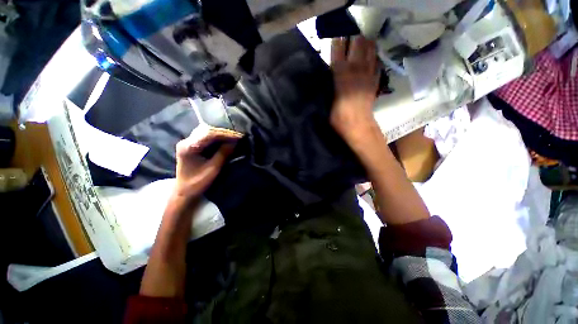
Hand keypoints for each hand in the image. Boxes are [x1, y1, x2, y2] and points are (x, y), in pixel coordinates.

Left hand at [173, 124, 241, 200]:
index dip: (226, 134)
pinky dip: (217, 137)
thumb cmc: (197, 183)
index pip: (209, 134)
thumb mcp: (213, 169)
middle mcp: (186, 141)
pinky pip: (206, 137)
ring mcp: (188, 142)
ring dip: (221, 134)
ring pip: (207, 132)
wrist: (184, 191)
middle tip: (238, 136)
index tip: (239, 136)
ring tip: (234, 137)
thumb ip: (223, 154)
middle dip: (225, 132)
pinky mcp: (192, 145)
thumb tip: (235, 142)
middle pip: (207, 130)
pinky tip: (226, 139)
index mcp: (188, 147)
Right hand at [330, 36, 379, 139]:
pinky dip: (374, 57)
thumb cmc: (339, 117)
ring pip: (370, 49)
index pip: (338, 50)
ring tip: (362, 44)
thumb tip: (331, 74)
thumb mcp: (328, 101)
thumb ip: (330, 84)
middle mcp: (356, 69)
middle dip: (354, 38)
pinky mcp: (375, 80)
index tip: (336, 36)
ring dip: (366, 44)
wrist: (358, 126)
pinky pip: (377, 63)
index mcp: (341, 74)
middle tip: (350, 39)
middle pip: (358, 43)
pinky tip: (370, 58)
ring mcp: (368, 73)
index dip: (337, 41)